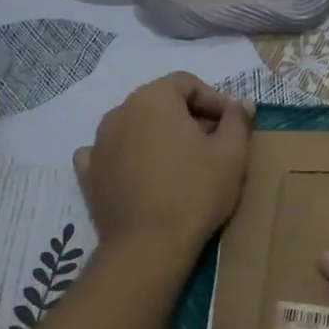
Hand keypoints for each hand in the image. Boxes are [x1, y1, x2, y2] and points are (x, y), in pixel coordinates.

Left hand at [74, 74, 251, 253]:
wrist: (149, 246)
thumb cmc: (196, 192)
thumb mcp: (232, 154)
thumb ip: (237, 120)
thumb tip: (241, 103)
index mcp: (153, 99)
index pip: (186, 82)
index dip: (214, 99)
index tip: (232, 124)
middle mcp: (119, 113)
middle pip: (159, 103)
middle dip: (188, 117)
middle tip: (213, 144)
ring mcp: (98, 144)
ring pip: (134, 127)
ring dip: (158, 136)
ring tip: (182, 163)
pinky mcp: (88, 175)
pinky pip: (109, 154)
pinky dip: (127, 157)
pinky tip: (142, 174)